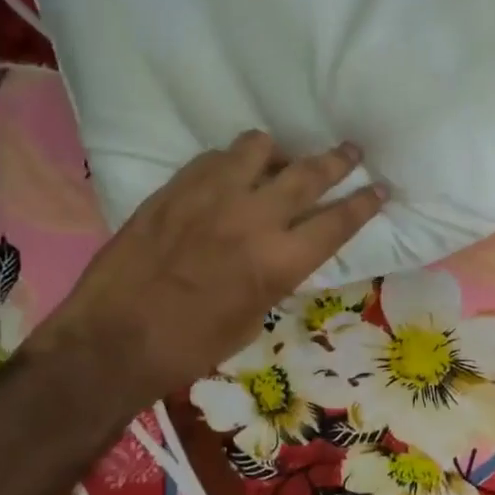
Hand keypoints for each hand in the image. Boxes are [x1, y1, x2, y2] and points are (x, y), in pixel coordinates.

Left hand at [27, 131, 385, 411]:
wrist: (113, 341)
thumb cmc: (190, 346)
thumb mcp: (252, 318)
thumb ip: (275, 276)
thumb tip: (283, 251)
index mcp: (279, 262)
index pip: (338, 221)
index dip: (365, 202)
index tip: (380, 187)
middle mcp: (253, 219)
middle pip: (308, 174)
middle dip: (338, 161)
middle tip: (352, 150)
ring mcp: (211, 196)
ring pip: (259, 148)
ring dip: (278, 153)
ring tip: (279, 161)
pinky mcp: (175, 188)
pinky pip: (215, 157)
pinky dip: (231, 162)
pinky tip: (228, 176)